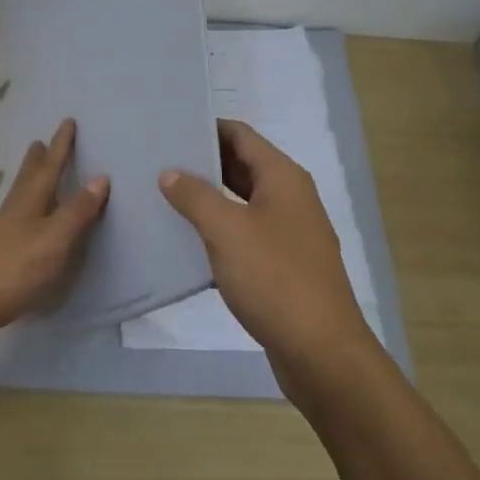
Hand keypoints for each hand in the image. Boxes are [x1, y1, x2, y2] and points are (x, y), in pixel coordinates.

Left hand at [0, 118, 108, 346]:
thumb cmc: (10, 270)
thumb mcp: (52, 240)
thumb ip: (76, 212)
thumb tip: (100, 176)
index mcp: (28, 205)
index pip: (49, 169)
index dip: (60, 147)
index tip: (67, 122)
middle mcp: (10, 214)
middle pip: (25, 181)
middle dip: (36, 162)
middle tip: (37, 142)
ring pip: (15, 202)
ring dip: (26, 186)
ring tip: (30, 178)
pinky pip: (10, 226)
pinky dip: (20, 216)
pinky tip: (18, 229)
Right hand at [159, 119, 374, 377]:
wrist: (321, 351)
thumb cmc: (274, 279)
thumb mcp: (226, 231)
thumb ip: (195, 196)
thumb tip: (170, 173)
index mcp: (282, 178)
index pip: (240, 135)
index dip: (206, 127)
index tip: (168, 128)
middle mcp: (290, 198)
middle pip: (242, 165)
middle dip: (202, 161)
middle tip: (157, 161)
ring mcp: (289, 232)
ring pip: (242, 201)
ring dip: (208, 197)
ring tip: (164, 195)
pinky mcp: (284, 264)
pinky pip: (246, 232)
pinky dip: (220, 229)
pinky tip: (188, 239)